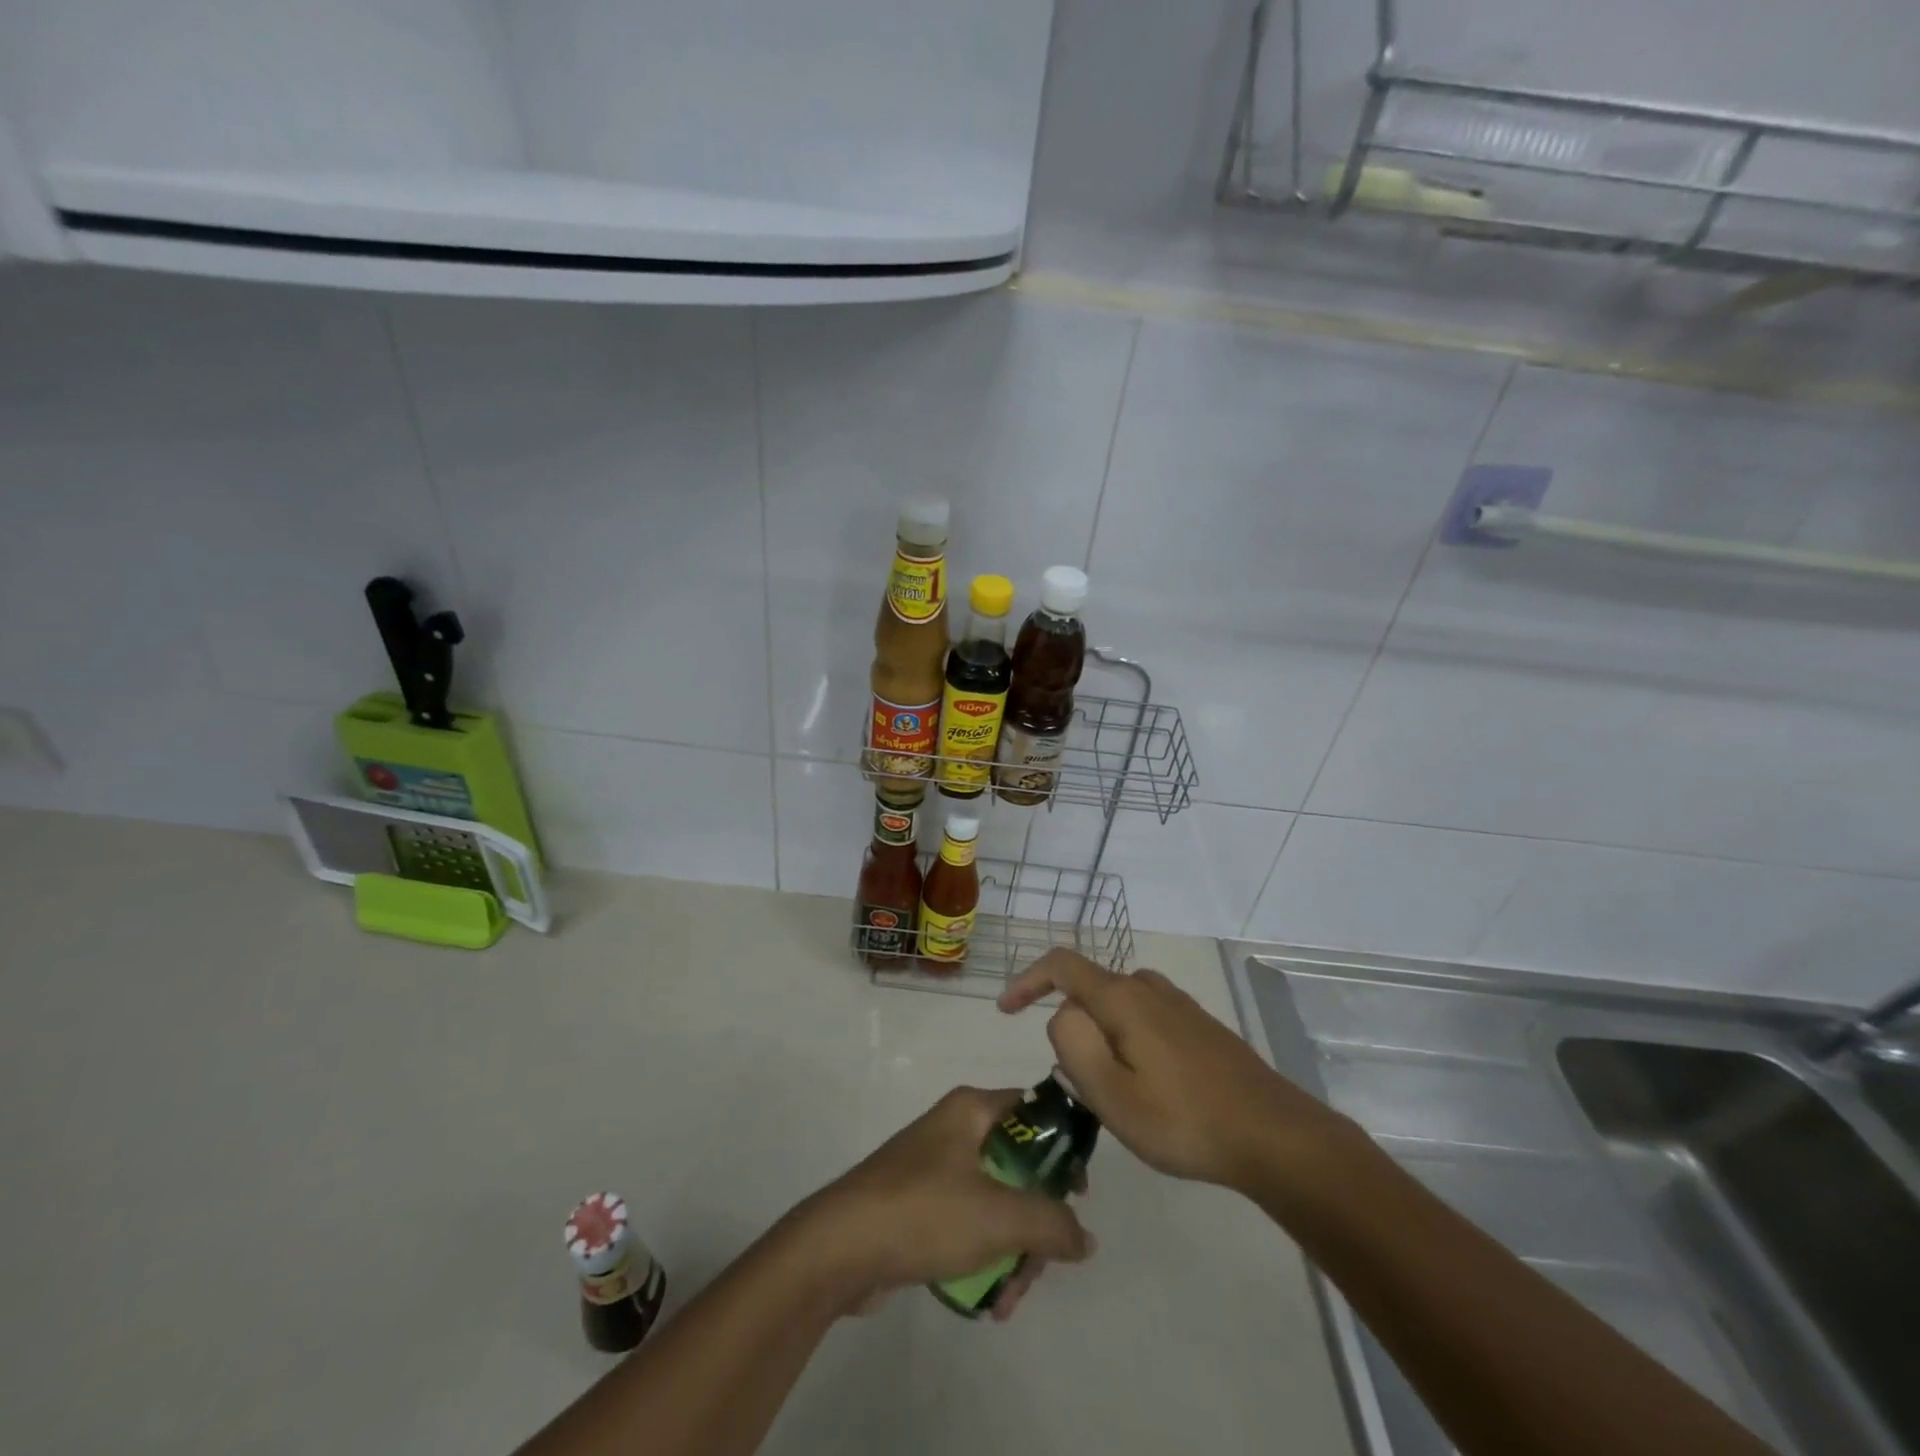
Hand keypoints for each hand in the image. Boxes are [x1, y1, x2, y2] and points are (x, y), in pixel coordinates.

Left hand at [791, 1086, 1093, 1317]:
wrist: (838, 1248)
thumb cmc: (924, 1212)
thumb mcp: (999, 1215)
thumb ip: (1052, 1223)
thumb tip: (1085, 1237)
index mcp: (972, 1109)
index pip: (1036, 1111)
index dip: (1065, 1147)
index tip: (1080, 1195)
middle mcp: (955, 1129)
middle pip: (1020, 1166)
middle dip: (1036, 1222)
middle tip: (1040, 1265)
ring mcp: (934, 1168)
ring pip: (996, 1202)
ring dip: (1013, 1251)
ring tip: (1009, 1301)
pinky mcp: (919, 1206)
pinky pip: (969, 1224)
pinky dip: (984, 1258)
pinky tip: (989, 1303)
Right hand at [998, 950, 1360, 1195]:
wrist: (1273, 1135)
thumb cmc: (1184, 1120)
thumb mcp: (1111, 1094)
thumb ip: (1073, 1044)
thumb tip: (1062, 1015)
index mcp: (1122, 998)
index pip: (1061, 965)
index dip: (1027, 980)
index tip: (1005, 1010)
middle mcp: (1148, 988)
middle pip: (1091, 988)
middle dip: (1070, 1024)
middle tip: (1075, 1082)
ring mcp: (1178, 1004)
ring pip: (1119, 1005)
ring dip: (1102, 1035)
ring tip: (1110, 1088)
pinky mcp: (1199, 1025)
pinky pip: (1145, 1018)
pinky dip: (1128, 1040)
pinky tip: (1148, 1085)